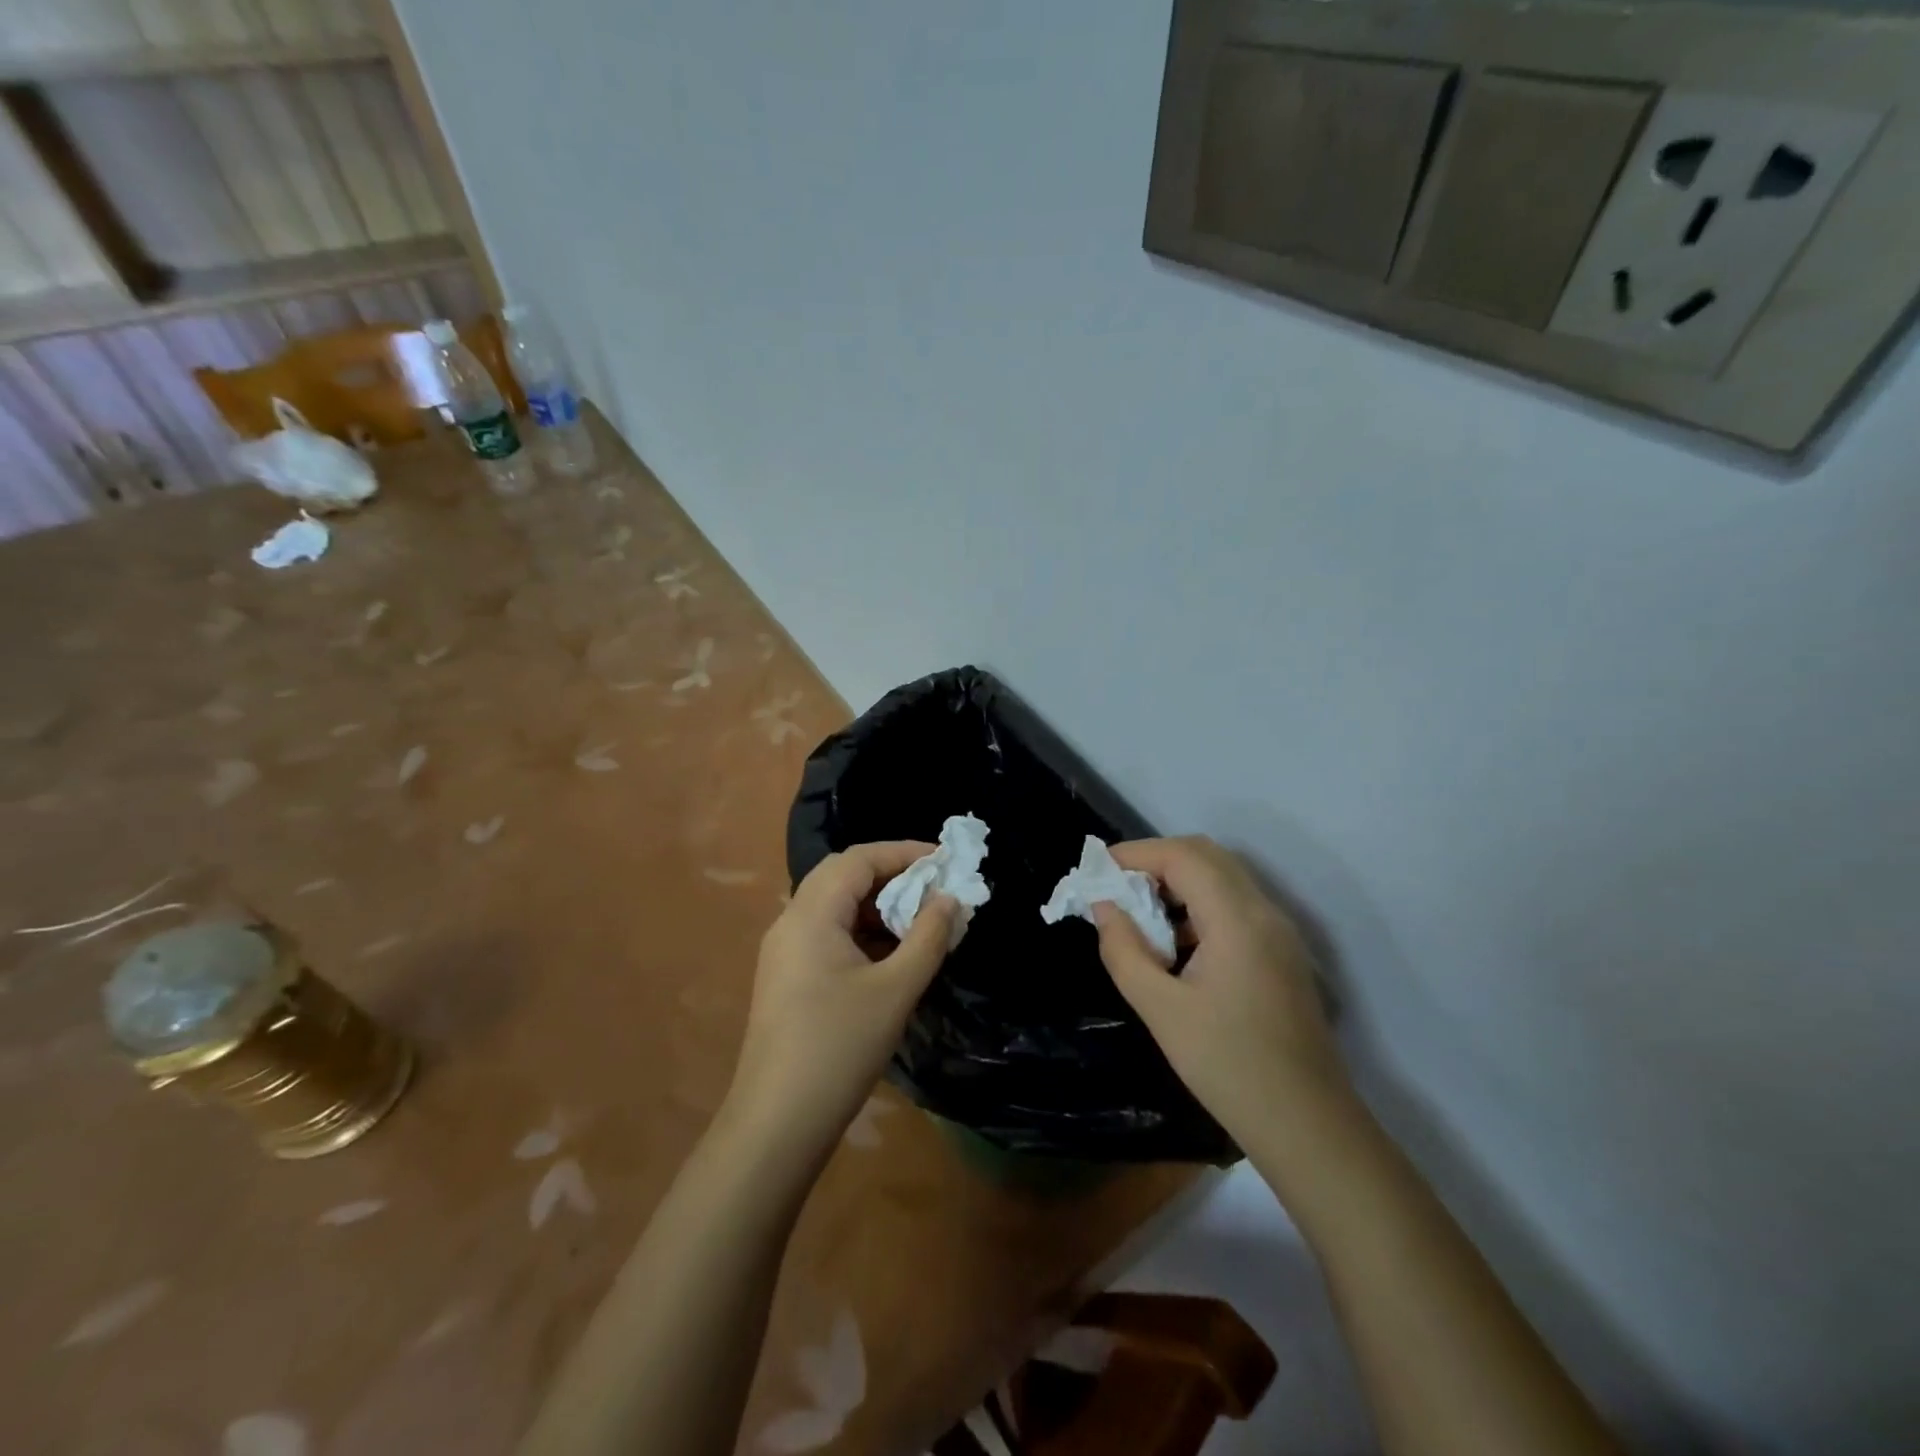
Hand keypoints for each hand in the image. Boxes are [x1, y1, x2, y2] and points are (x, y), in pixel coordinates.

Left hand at [725, 843, 955, 1157]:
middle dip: (890, 874)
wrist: (777, 1123)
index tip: (944, 859)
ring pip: (834, 905)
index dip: (903, 852)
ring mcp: (784, 951)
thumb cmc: (839, 1048)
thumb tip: (950, 898)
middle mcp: (791, 922)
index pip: (858, 859)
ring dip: (876, 904)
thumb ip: (927, 937)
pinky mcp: (787, 977)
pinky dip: (861, 931)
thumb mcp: (895, 990)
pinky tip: (890, 953)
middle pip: (842, 875)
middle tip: (933, 886)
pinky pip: (827, 933)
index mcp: (811, 914)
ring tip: (919, 919)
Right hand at [1092, 836, 1348, 1144]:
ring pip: (1223, 878)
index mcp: (1237, 920)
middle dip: (1156, 861)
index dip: (1136, 854)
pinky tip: (1174, 943)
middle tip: (1116, 888)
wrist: (1307, 1125)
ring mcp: (1279, 932)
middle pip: (1207, 855)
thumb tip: (1104, 907)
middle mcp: (1264, 912)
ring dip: (1178, 881)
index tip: (1096, 871)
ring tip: (1138, 914)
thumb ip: (1124, 950)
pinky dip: (1198, 904)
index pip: (1183, 856)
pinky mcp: (1282, 953)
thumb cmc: (1228, 1066)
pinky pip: (1235, 905)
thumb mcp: (1161, 1010)